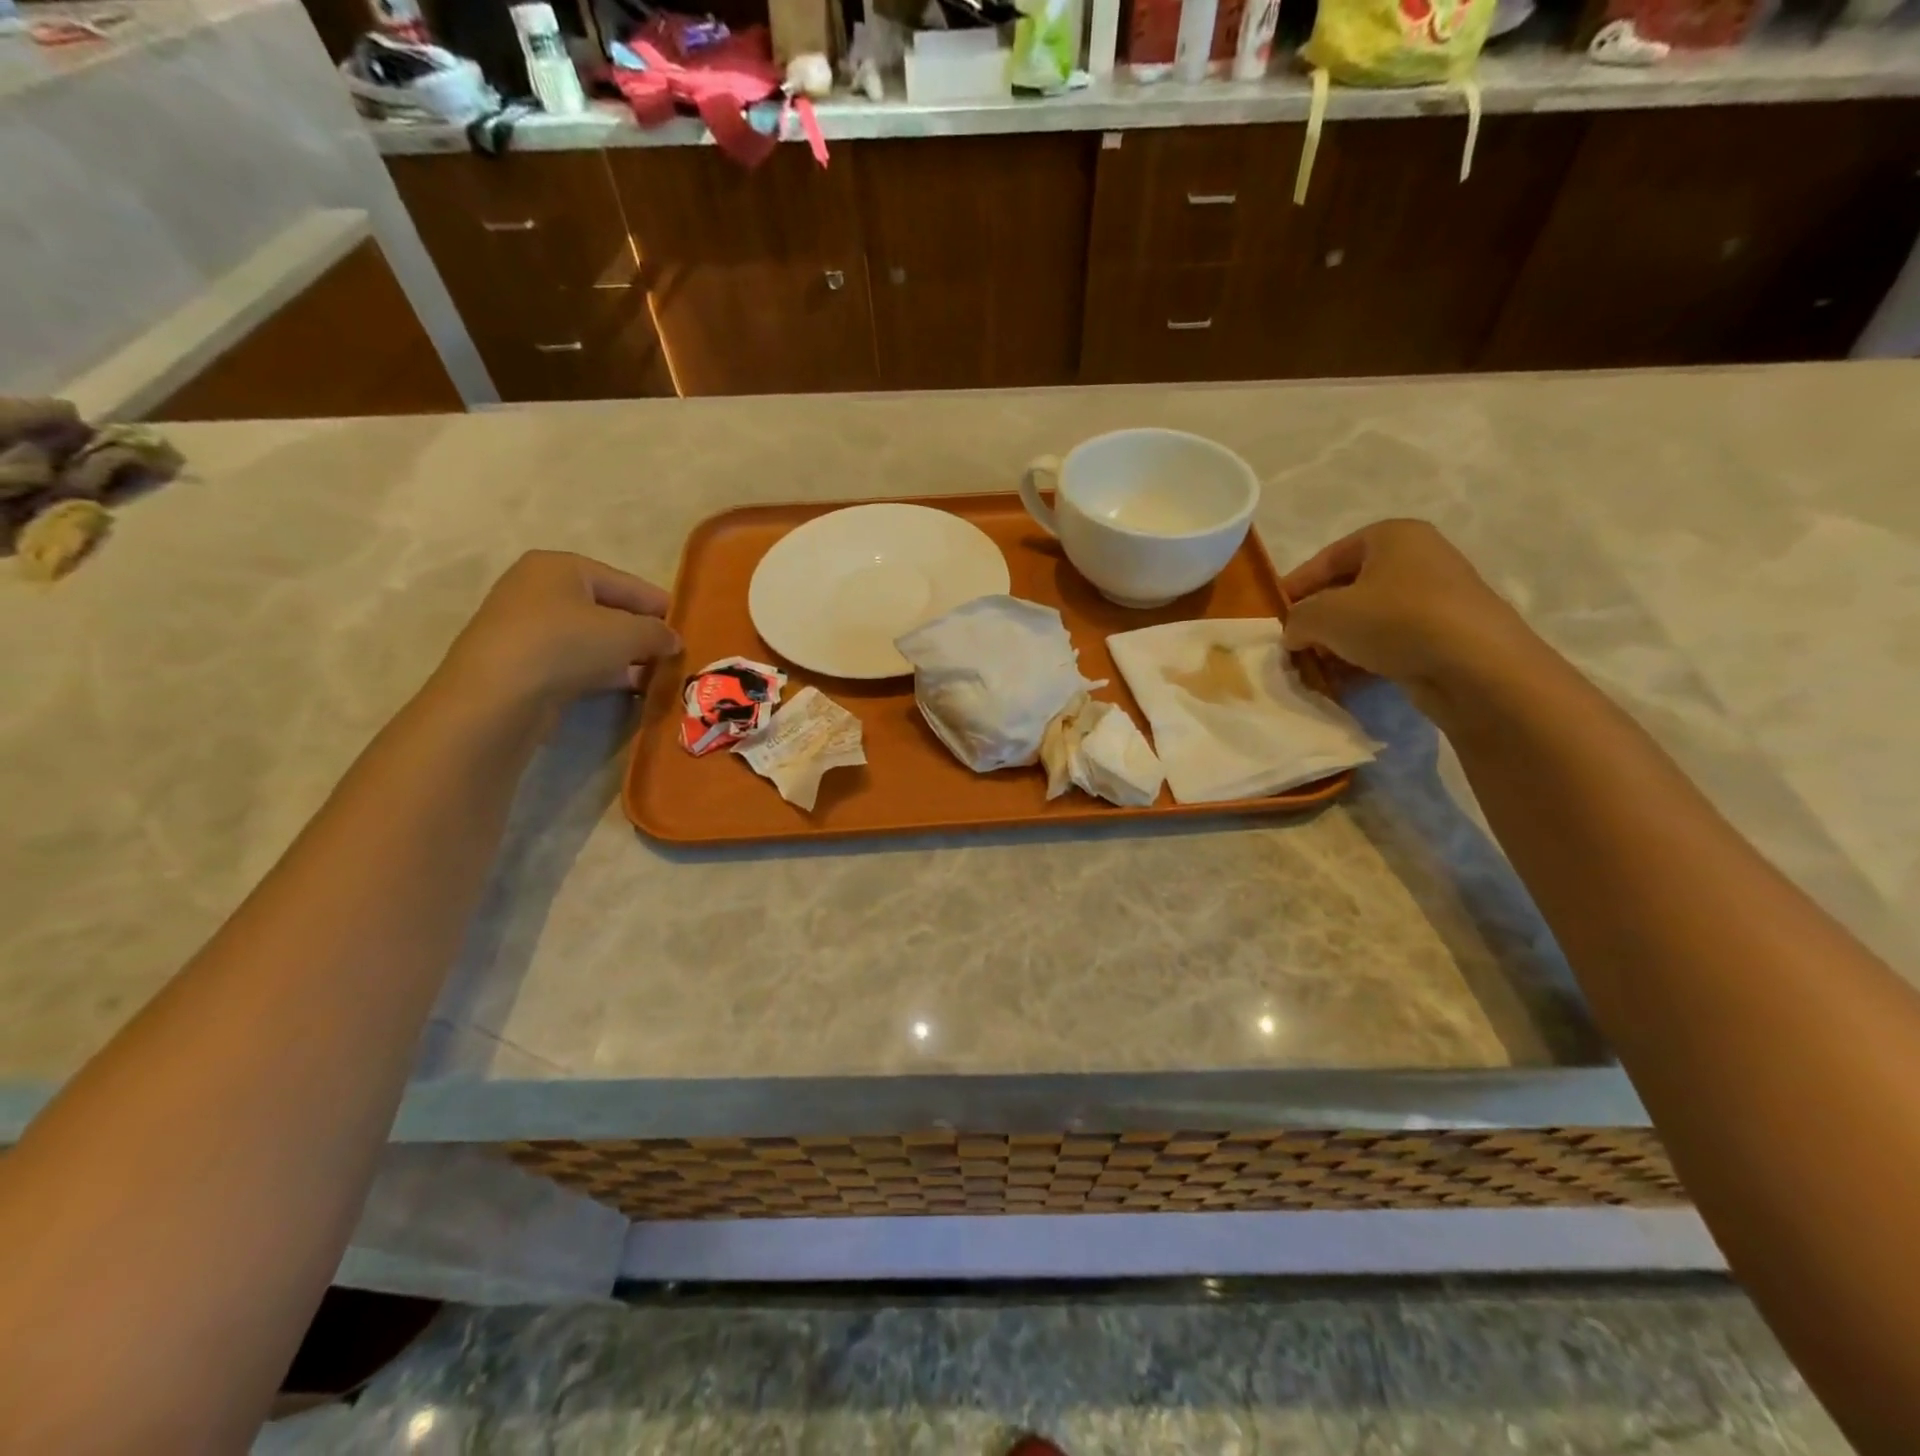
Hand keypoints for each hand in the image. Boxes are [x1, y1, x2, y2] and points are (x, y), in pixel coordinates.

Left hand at [435, 550, 679, 714]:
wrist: (497, 697)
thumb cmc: (565, 645)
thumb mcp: (627, 633)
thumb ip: (657, 632)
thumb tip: (673, 640)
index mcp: (561, 567)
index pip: (627, 583)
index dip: (661, 606)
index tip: (689, 628)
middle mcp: (539, 589)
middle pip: (608, 610)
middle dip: (642, 633)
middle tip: (675, 655)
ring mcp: (527, 627)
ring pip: (592, 638)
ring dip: (626, 657)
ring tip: (658, 675)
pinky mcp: (523, 663)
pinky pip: (576, 661)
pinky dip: (603, 672)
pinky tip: (629, 688)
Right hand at [1280, 519, 1541, 714]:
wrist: (1476, 666)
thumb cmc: (1394, 621)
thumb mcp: (1324, 615)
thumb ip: (1297, 619)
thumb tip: (1294, 633)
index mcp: (1392, 536)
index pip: (1328, 557)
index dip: (1295, 586)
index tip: (1273, 615)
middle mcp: (1418, 558)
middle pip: (1349, 588)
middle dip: (1317, 619)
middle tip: (1293, 645)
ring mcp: (1436, 597)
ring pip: (1369, 618)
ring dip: (1338, 643)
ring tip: (1316, 668)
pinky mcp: (1446, 634)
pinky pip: (1392, 641)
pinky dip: (1365, 658)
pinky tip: (1346, 681)